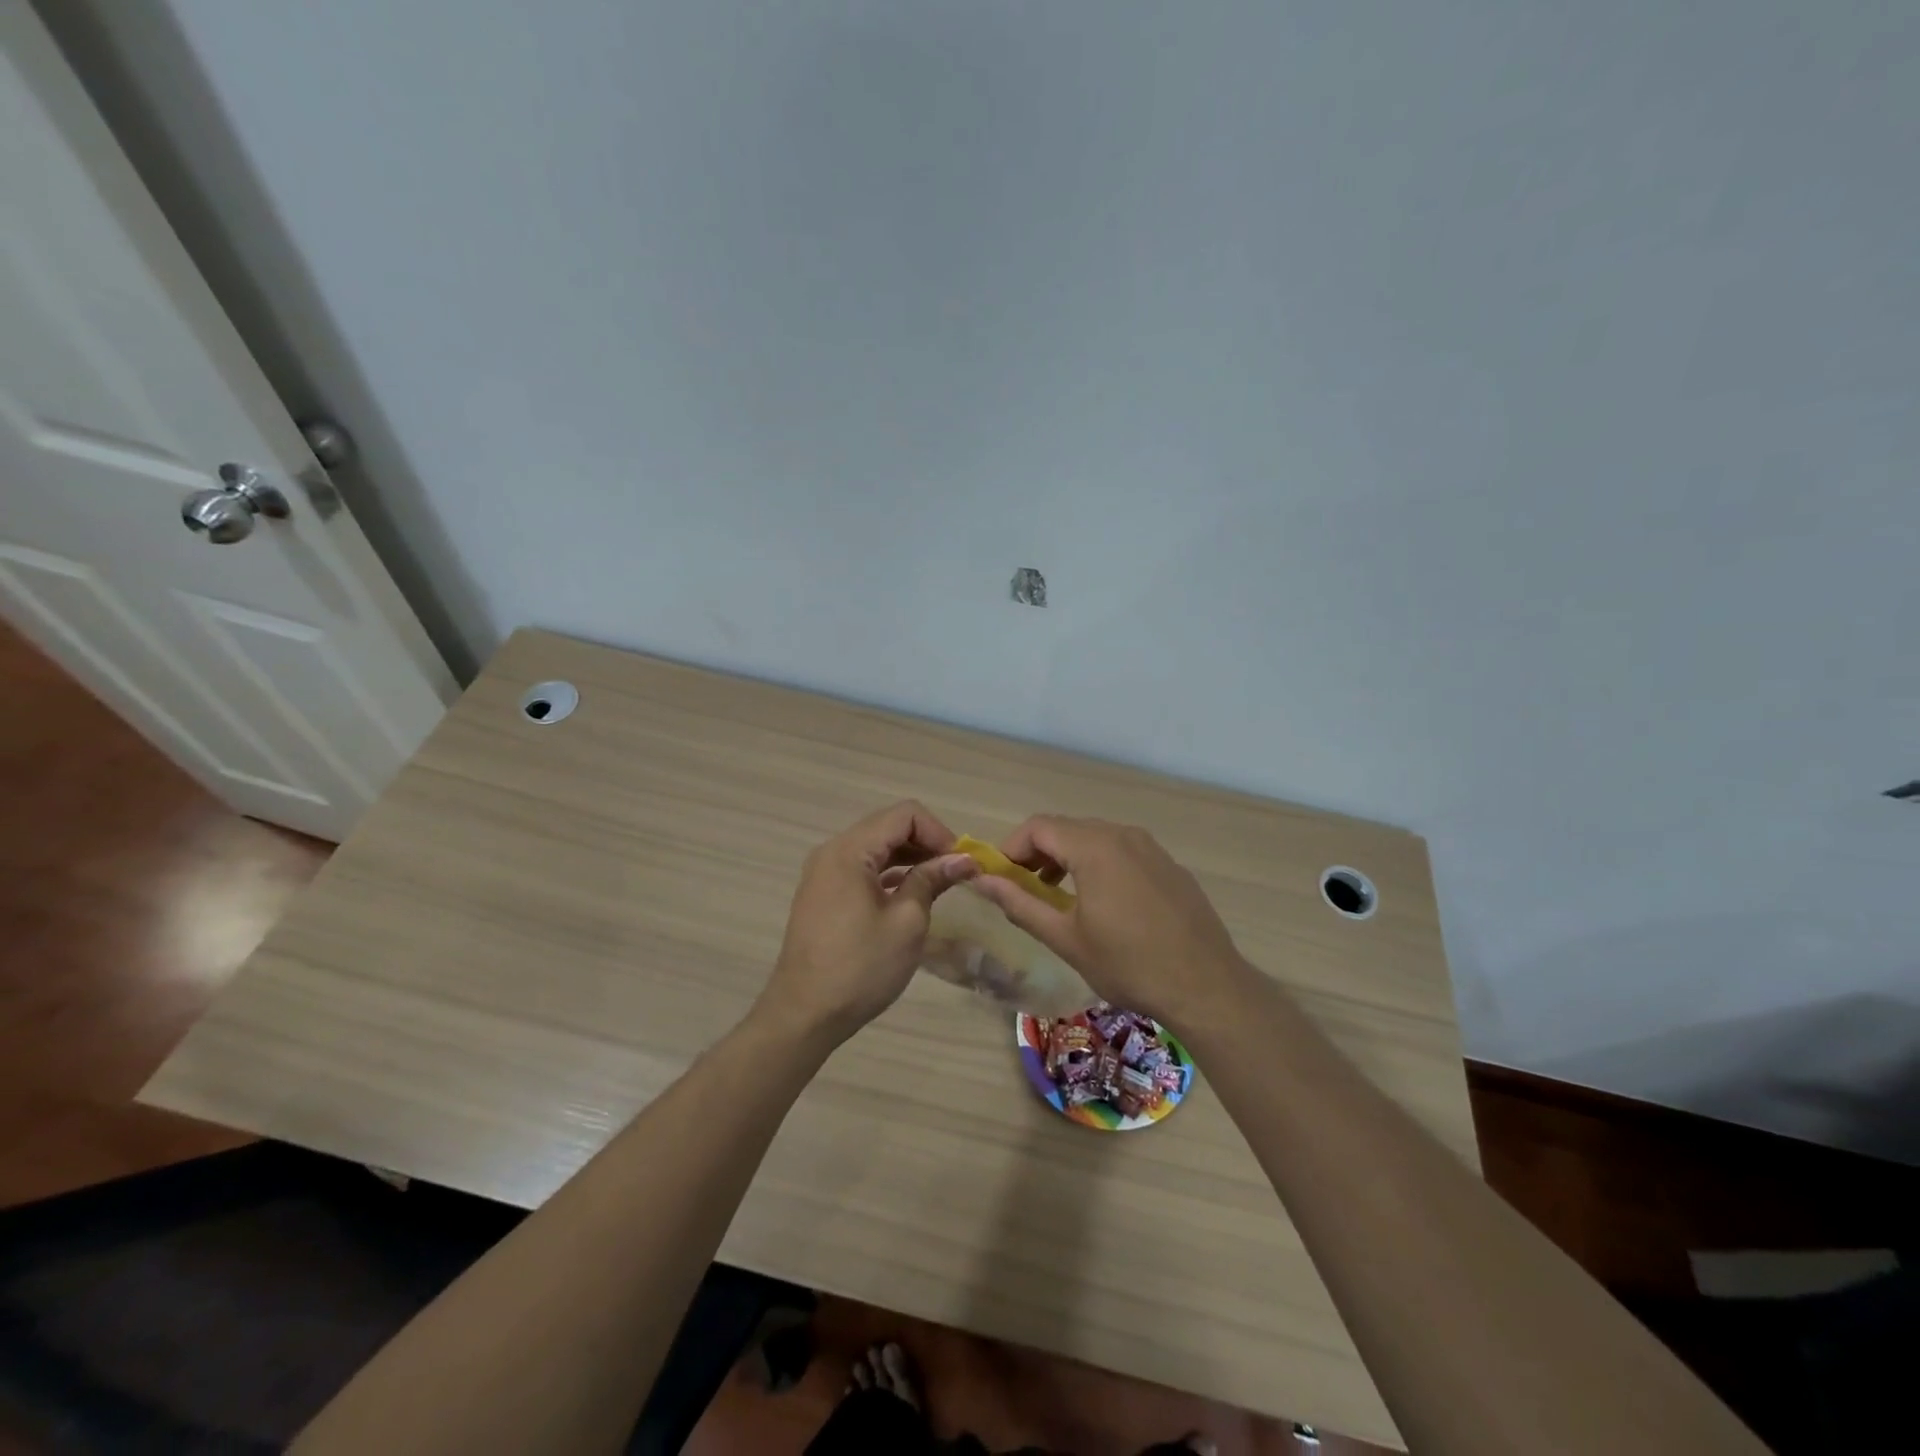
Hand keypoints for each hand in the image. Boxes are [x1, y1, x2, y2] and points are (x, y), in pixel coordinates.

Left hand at [757, 801, 977, 1044]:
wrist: (805, 1014)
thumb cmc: (860, 967)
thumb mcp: (907, 922)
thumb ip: (932, 880)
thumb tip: (962, 859)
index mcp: (850, 850)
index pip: (904, 815)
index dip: (938, 832)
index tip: (960, 863)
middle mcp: (832, 851)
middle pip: (888, 826)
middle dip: (926, 843)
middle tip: (956, 873)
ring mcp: (824, 872)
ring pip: (876, 847)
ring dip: (910, 858)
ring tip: (940, 884)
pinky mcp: (823, 893)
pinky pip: (863, 868)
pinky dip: (890, 873)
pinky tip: (911, 894)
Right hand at [965, 815, 1251, 1028]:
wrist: (1206, 986)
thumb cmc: (1128, 964)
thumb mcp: (1065, 938)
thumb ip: (1019, 904)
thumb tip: (981, 881)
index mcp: (1094, 847)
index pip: (1038, 826)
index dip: (1012, 848)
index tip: (1002, 880)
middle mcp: (1123, 834)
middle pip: (1066, 828)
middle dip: (1038, 853)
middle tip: (1026, 890)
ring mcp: (1151, 847)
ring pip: (1095, 838)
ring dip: (1068, 858)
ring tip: (1059, 897)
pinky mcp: (1169, 865)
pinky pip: (1123, 851)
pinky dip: (1099, 864)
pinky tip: (1104, 904)